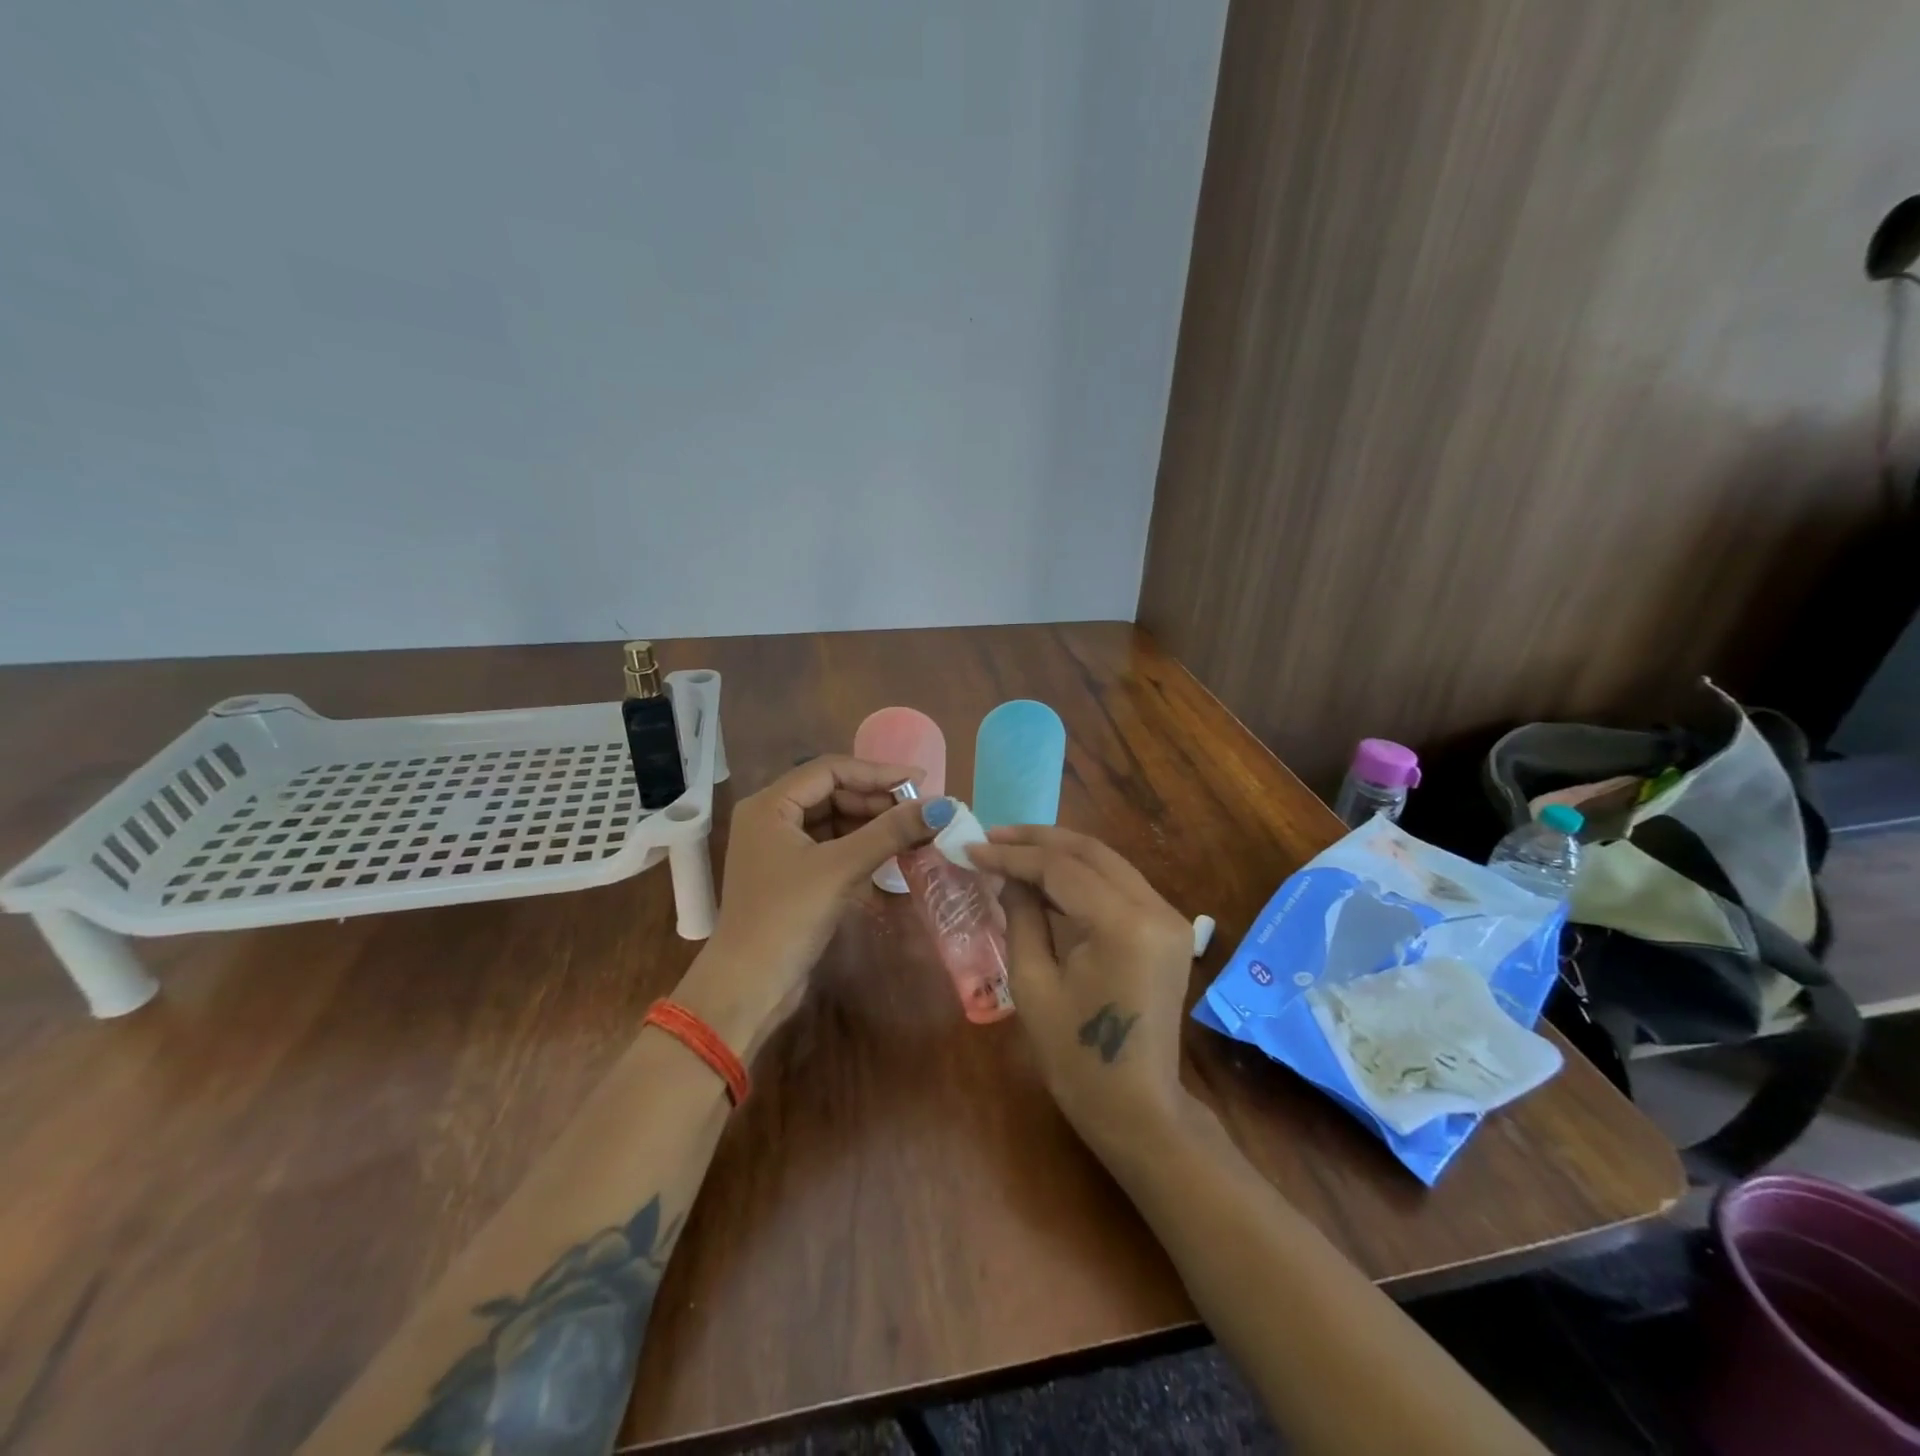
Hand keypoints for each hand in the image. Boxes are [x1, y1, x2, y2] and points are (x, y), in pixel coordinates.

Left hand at [676, 756, 940, 1058]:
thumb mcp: (841, 869)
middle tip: (920, 812)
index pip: (830, 770)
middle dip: (877, 801)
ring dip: (872, 826)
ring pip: (835, 821)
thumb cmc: (787, 917)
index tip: (919, 782)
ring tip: (913, 832)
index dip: (877, 773)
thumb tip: (941, 806)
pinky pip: (832, 847)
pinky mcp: (792, 874)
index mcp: (769, 805)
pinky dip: (860, 848)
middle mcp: (771, 818)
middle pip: (833, 794)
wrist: (749, 986)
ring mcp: (780, 848)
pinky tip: (891, 855)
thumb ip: (890, 832)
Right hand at [966, 826, 1197, 1157]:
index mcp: (1123, 926)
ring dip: (1059, 853)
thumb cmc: (1076, 1059)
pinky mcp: (1168, 929)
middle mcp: (1156, 910)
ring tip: (1011, 850)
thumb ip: (1021, 917)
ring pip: (1108, 862)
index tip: (971, 849)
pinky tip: (1046, 878)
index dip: (1013, 856)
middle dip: (1037, 840)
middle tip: (991, 836)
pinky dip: (1082, 875)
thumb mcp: (1033, 985)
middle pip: (1091, 852)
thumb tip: (1008, 876)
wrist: (1136, 1108)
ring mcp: (1169, 918)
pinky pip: (1120, 885)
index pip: (1062, 869)